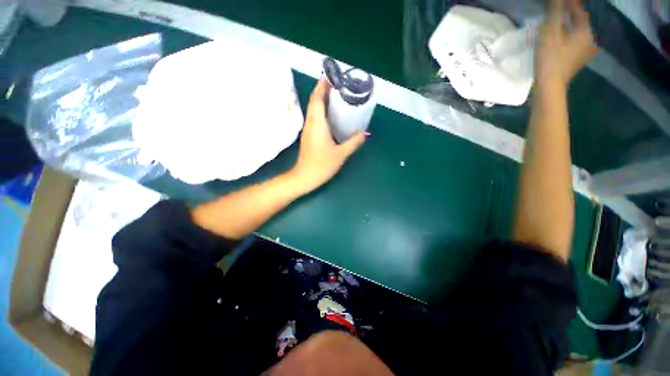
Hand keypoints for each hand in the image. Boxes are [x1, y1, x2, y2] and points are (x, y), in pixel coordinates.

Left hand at [290, 79, 365, 192]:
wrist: (304, 177)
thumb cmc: (322, 165)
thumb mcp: (341, 154)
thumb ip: (353, 142)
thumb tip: (365, 133)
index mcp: (317, 123)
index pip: (317, 98)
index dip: (323, 85)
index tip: (332, 76)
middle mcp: (310, 123)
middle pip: (314, 101)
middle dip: (323, 89)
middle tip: (338, 85)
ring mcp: (308, 129)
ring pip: (313, 109)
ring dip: (321, 99)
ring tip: (336, 96)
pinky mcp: (308, 135)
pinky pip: (314, 117)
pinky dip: (321, 110)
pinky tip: (330, 114)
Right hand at [536, 0, 598, 85]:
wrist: (549, 86)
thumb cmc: (550, 59)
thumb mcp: (550, 33)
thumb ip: (555, 12)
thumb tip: (557, 0)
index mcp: (585, 31)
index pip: (578, 10)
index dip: (570, 3)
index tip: (559, 2)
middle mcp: (589, 39)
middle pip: (579, 21)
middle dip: (570, 13)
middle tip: (558, 9)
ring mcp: (584, 51)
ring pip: (577, 32)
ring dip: (568, 25)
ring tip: (558, 23)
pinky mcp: (577, 60)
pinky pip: (574, 42)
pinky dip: (568, 36)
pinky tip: (560, 38)